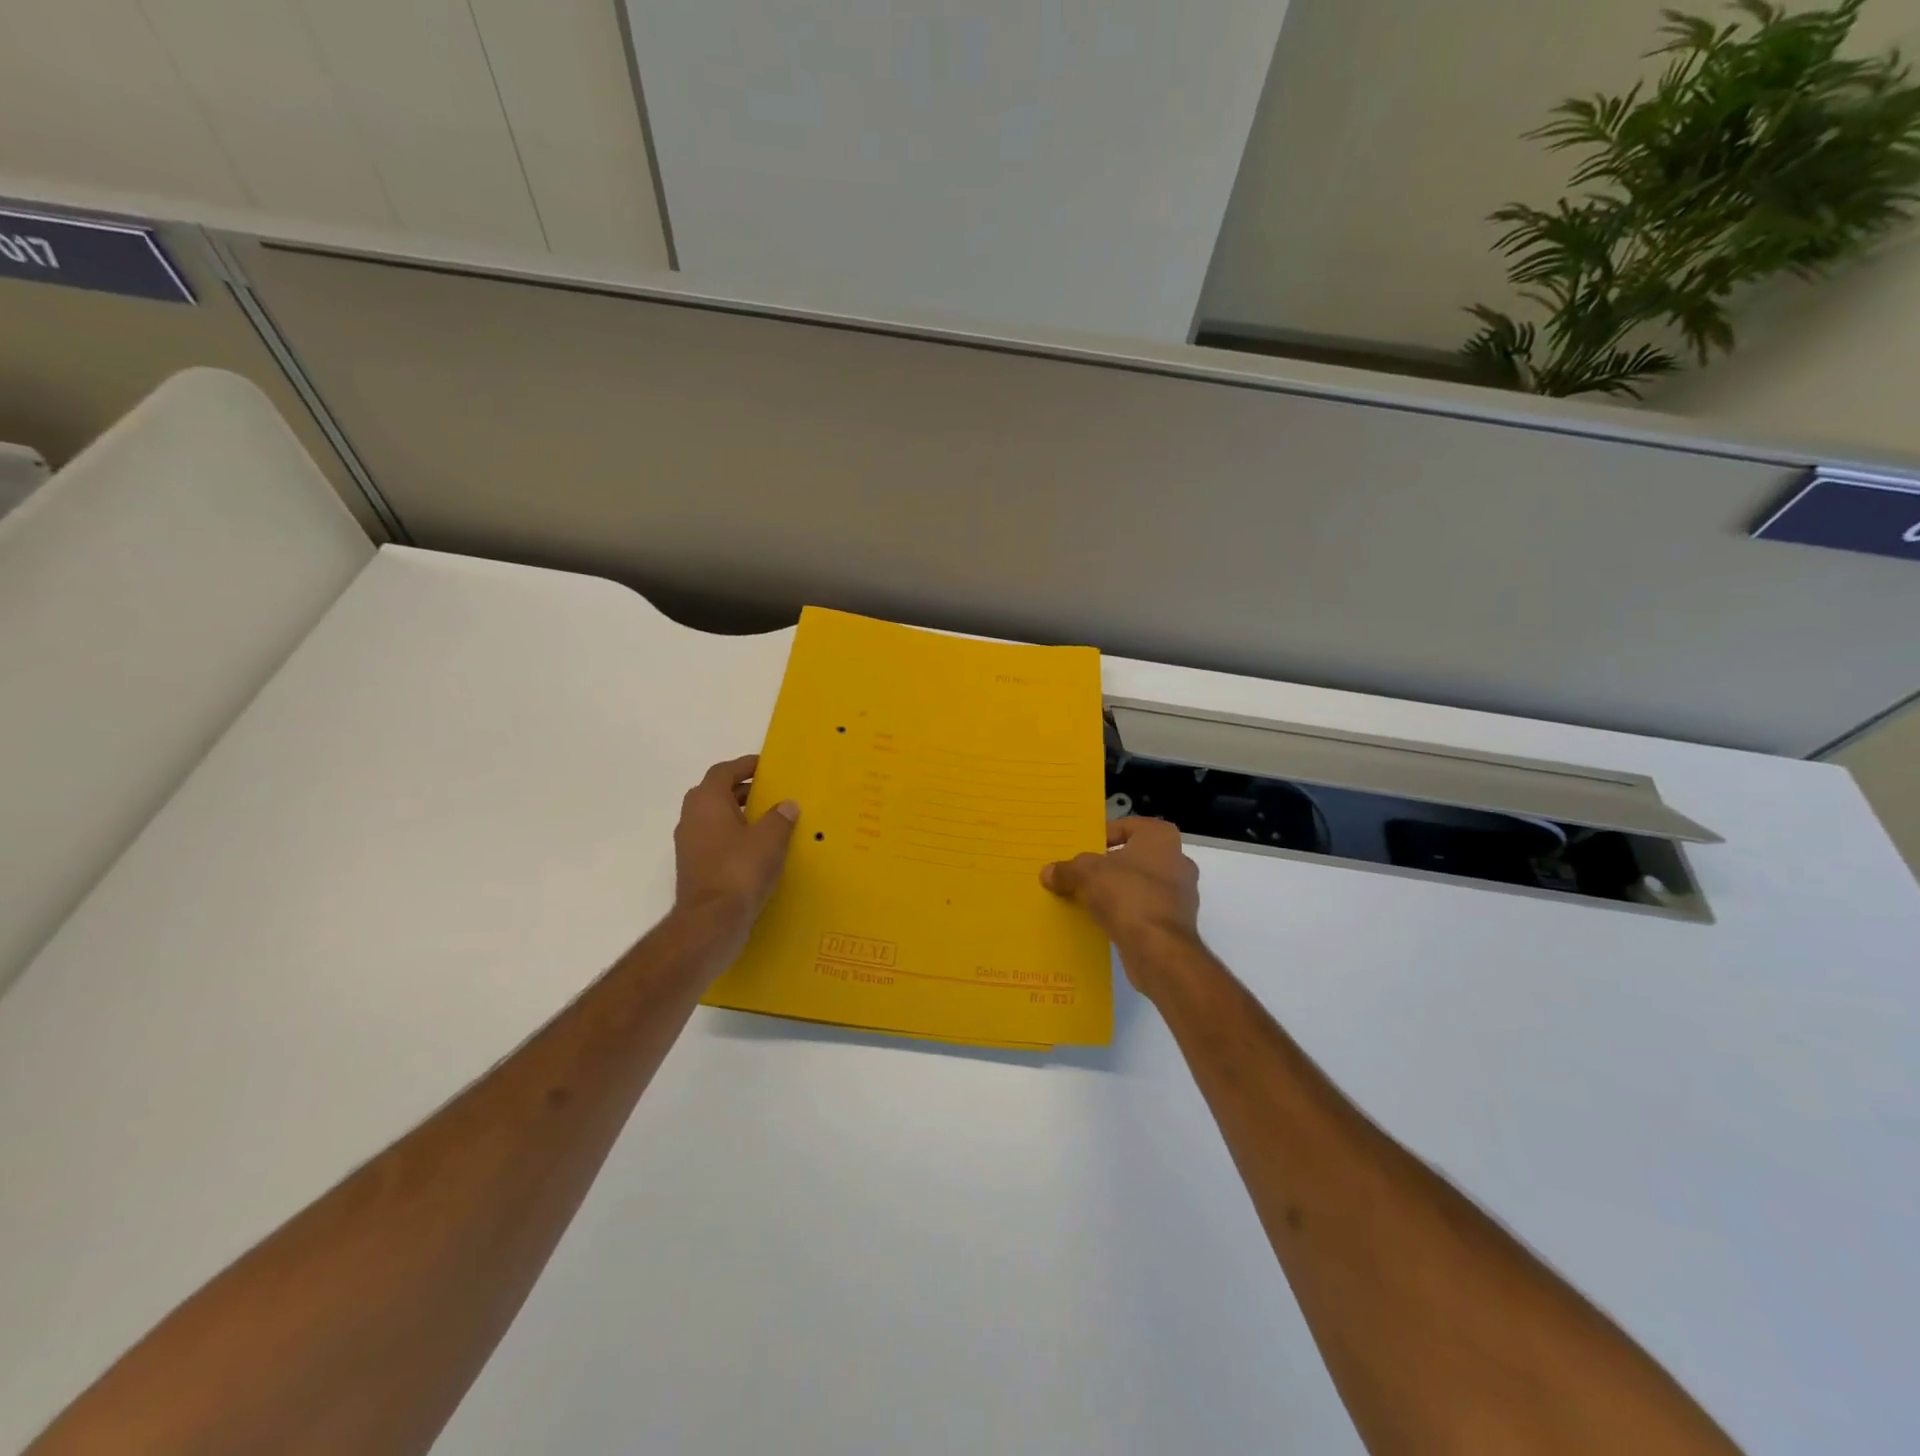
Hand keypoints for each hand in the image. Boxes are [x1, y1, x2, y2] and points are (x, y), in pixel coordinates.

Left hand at [672, 756, 798, 956]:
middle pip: (715, 793)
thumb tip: (787, 805)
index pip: (723, 772)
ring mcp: (689, 845)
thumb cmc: (740, 870)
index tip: (765, 765)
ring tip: (767, 821)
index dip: (744, 765)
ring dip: (736, 815)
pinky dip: (733, 838)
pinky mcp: (694, 868)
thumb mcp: (769, 839)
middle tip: (768, 792)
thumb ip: (779, 817)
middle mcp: (692, 818)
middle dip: (740, 790)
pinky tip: (756, 850)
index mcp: (707, 802)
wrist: (712, 922)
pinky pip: (714, 842)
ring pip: (713, 819)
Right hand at [1041, 817, 1201, 988]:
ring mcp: (1181, 894)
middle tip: (1080, 873)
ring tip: (1086, 898)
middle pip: (1132, 857)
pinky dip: (1125, 913)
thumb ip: (1067, 870)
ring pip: (1139, 885)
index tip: (1080, 850)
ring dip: (1116, 891)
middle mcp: (1177, 860)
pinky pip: (1144, 910)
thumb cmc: (1127, 895)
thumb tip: (1048, 873)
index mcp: (1161, 837)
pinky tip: (1102, 921)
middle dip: (1107, 866)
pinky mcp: (1176, 923)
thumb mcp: (1086, 874)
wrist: (1159, 950)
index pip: (1125, 827)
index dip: (1100, 836)